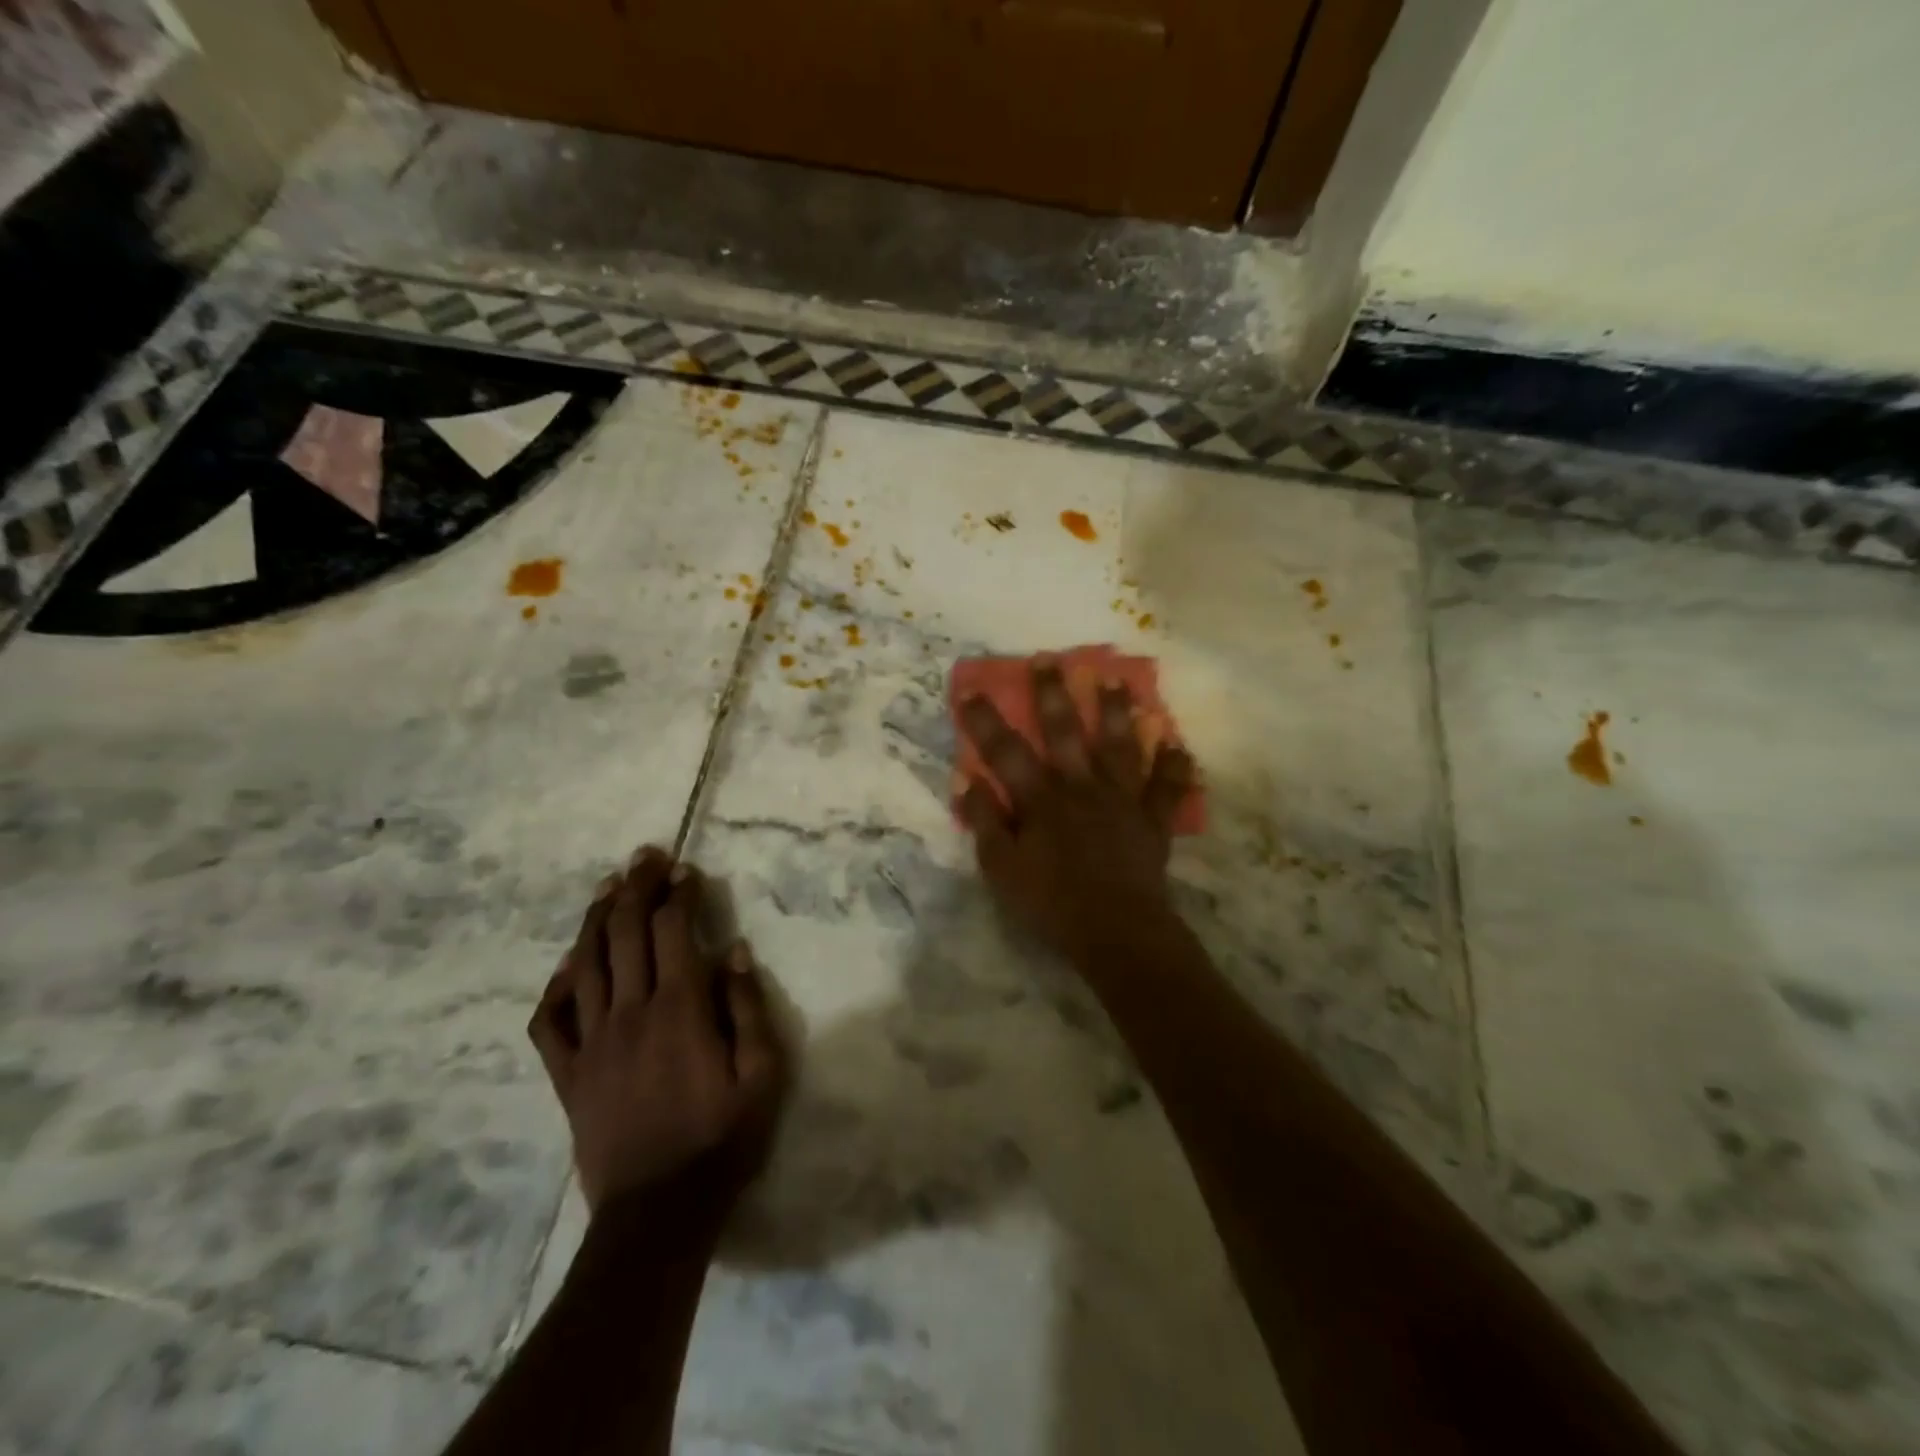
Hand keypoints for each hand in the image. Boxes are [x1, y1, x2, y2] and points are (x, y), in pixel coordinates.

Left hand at [528, 848, 788, 1218]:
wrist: (658, 1213)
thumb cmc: (721, 1139)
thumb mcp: (762, 1075)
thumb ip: (747, 1008)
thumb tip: (733, 951)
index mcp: (679, 1009)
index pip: (673, 932)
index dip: (678, 894)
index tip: (685, 869)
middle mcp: (630, 1013)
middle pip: (626, 934)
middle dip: (636, 888)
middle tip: (645, 856)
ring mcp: (592, 1044)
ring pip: (586, 965)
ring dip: (596, 920)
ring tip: (608, 887)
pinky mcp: (568, 1075)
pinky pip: (550, 1022)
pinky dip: (556, 986)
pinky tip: (569, 966)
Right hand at [957, 660, 1195, 966]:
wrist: (1116, 930)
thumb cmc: (1051, 903)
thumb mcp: (1001, 869)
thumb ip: (985, 822)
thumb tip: (967, 781)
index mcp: (1041, 799)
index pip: (1005, 752)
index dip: (985, 721)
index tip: (970, 690)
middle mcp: (1081, 787)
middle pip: (1065, 732)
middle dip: (1054, 694)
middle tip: (1049, 659)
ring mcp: (1121, 800)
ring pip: (1119, 746)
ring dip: (1117, 712)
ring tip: (1117, 681)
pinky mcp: (1151, 821)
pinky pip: (1166, 788)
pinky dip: (1174, 767)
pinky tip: (1178, 745)